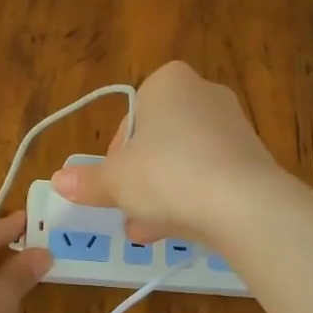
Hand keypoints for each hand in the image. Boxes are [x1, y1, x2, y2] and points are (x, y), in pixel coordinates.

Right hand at [50, 61, 279, 243]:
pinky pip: (212, 177)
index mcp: (169, 82)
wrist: (243, 203)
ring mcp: (234, 126)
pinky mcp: (253, 159)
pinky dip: (194, 199)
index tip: (113, 182)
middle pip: (159, 141)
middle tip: (128, 208)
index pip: (131, 118)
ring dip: (163, 194)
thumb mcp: (116, 180)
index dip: (117, 155)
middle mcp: (205, 93)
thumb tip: (59, 181)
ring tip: (146, 230)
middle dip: (141, 178)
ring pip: (185, 162)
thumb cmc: (167, 174)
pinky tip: (179, 231)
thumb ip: (88, 181)